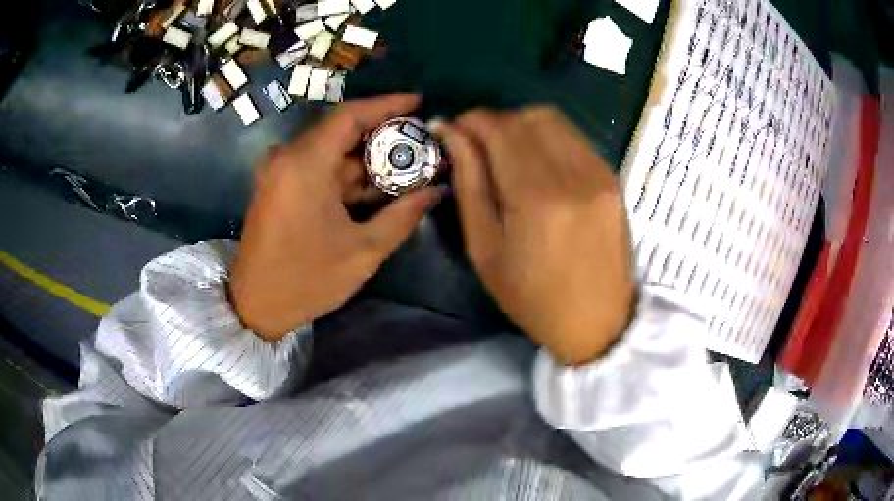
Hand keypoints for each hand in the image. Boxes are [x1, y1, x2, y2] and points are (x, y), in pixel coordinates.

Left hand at [230, 94, 442, 341]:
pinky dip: (345, 172)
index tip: (418, 102)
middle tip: (420, 141)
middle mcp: (288, 157)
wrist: (254, 305)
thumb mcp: (363, 252)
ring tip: (406, 165)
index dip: (387, 104)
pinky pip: (317, 167)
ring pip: (331, 150)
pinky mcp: (278, 185)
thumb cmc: (306, 280)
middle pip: (341, 130)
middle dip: (383, 134)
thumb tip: (437, 191)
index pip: (350, 115)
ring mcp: (279, 171)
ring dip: (366, 157)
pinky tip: (374, 185)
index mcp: (304, 164)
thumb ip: (403, 216)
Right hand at [435, 106, 635, 364]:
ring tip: (509, 155)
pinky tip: (540, 165)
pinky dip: (549, 138)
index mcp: (536, 197)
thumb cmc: (531, 297)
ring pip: (554, 120)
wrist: (597, 321)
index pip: (500, 128)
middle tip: (480, 147)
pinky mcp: (612, 177)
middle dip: (495, 122)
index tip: (455, 132)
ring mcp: (600, 173)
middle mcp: (574, 174)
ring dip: (522, 126)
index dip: (471, 121)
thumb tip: (452, 133)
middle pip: (527, 116)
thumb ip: (469, 182)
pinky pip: (575, 137)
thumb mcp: (485, 248)